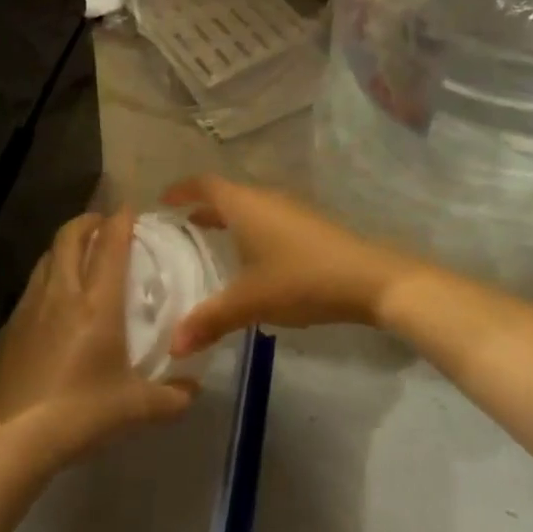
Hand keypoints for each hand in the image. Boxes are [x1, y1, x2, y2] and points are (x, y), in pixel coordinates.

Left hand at [0, 210, 196, 466]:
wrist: (13, 440)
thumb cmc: (80, 414)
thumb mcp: (136, 408)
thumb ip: (172, 396)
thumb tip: (194, 389)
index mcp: (97, 303)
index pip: (110, 245)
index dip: (121, 220)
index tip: (130, 209)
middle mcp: (62, 293)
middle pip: (69, 236)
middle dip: (88, 221)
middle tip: (104, 225)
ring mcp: (30, 307)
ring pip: (47, 257)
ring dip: (65, 246)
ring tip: (80, 256)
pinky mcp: (10, 327)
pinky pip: (32, 286)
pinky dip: (48, 277)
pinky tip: (55, 302)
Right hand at [162, 176, 422, 355]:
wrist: (369, 279)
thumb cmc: (301, 279)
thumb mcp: (250, 302)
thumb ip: (210, 321)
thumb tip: (173, 346)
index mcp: (244, 205)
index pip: (205, 185)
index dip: (182, 189)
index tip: (163, 200)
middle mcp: (265, 199)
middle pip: (227, 194)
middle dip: (202, 207)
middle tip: (179, 227)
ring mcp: (290, 210)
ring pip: (249, 208)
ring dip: (228, 220)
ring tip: (210, 241)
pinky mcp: (309, 226)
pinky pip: (267, 219)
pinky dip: (249, 230)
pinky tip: (252, 260)